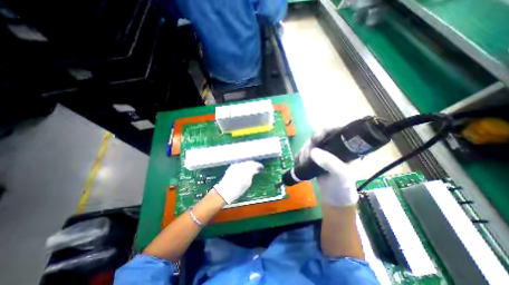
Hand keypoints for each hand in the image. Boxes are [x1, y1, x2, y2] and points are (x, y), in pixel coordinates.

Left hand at [213, 161, 264, 202]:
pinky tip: (244, 168)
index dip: (258, 166)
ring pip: (245, 162)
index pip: (254, 165)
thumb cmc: (237, 190)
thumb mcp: (247, 183)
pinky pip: (240, 163)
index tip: (261, 168)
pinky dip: (243, 165)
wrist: (224, 191)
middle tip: (257, 167)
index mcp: (246, 171)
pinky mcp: (232, 166)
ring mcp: (236, 165)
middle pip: (249, 162)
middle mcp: (241, 166)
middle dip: (254, 164)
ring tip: (251, 168)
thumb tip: (255, 170)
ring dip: (248, 164)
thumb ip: (251, 175)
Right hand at [295, 130, 356, 204]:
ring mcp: (324, 151)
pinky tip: (297, 161)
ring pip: (310, 143)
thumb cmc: (342, 187)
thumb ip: (331, 163)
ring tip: (301, 163)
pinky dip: (300, 155)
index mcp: (346, 147)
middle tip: (305, 157)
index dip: (325, 130)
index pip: (337, 130)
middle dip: (309, 145)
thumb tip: (313, 151)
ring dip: (303, 151)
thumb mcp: (341, 176)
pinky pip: (305, 151)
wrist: (334, 198)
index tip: (315, 139)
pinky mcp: (315, 157)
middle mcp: (335, 146)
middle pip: (319, 136)